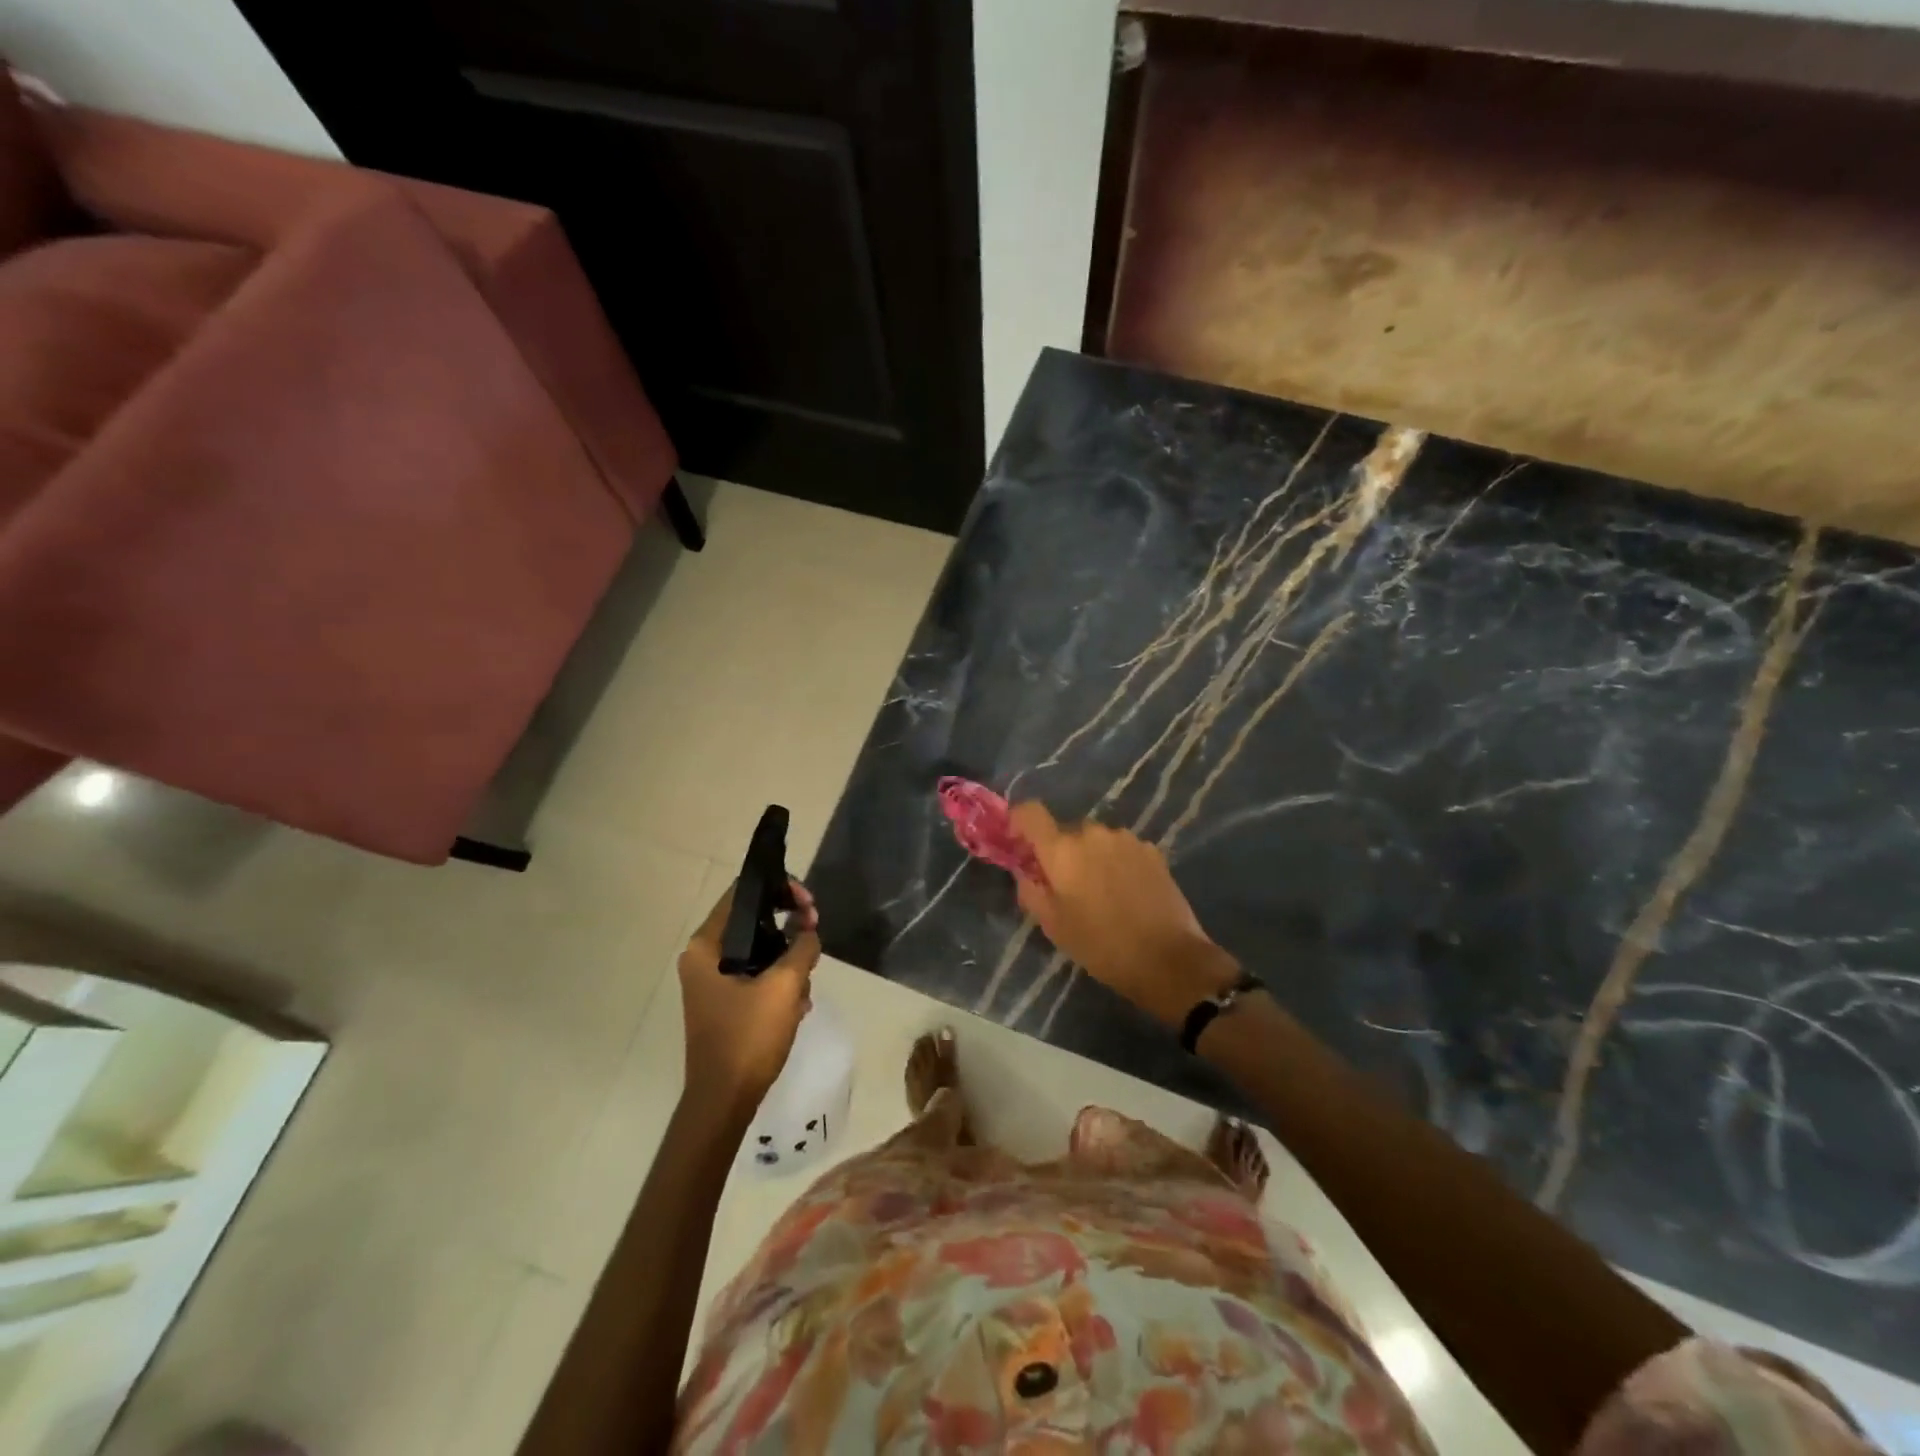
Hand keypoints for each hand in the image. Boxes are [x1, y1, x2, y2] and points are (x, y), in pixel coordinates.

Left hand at [677, 880, 820, 1113]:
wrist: (724, 1102)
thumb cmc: (748, 1038)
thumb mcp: (784, 986)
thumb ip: (802, 947)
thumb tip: (808, 931)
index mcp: (706, 946)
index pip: (742, 893)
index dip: (780, 889)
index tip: (809, 904)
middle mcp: (703, 958)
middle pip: (753, 920)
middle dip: (789, 926)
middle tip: (814, 935)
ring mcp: (712, 982)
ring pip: (759, 950)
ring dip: (788, 959)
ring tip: (807, 981)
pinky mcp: (724, 1003)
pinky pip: (756, 975)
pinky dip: (778, 981)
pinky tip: (797, 1003)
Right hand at [1010, 802, 1238, 1027]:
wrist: (1169, 959)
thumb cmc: (1102, 946)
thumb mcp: (1054, 926)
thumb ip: (1031, 891)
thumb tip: (1025, 873)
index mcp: (1063, 850)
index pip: (1030, 813)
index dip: (1020, 822)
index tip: (1020, 844)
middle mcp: (1093, 834)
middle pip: (1066, 831)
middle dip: (1060, 852)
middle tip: (1065, 886)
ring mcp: (1126, 839)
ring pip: (1096, 840)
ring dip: (1091, 857)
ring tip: (1101, 893)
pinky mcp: (1152, 850)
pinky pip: (1121, 849)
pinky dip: (1116, 863)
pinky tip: (1126, 893)